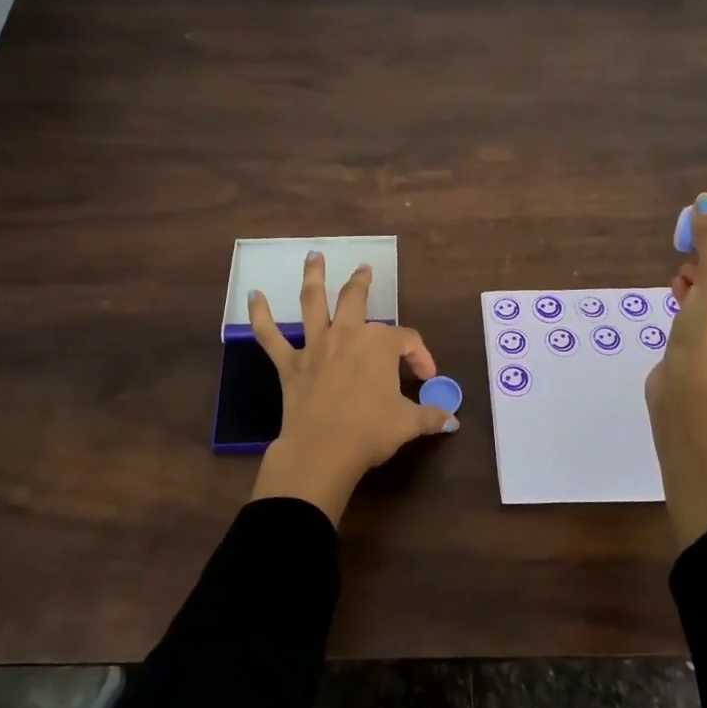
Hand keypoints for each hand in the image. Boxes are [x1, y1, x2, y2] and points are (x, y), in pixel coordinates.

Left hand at [248, 252, 455, 524]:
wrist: (322, 451)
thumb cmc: (371, 432)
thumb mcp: (409, 423)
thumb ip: (431, 416)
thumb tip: (453, 421)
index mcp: (380, 344)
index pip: (407, 341)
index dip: (421, 357)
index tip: (426, 379)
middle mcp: (347, 335)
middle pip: (356, 300)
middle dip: (361, 282)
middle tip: (364, 269)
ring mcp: (316, 346)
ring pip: (313, 302)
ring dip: (314, 277)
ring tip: (313, 256)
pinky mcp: (290, 364)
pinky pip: (270, 336)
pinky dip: (260, 315)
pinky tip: (253, 296)